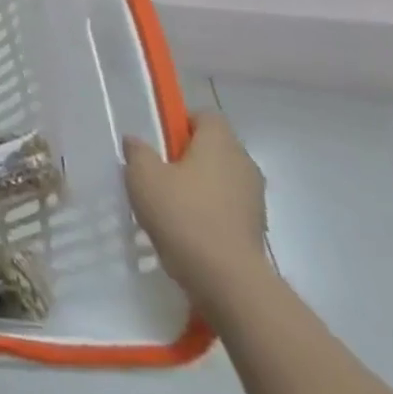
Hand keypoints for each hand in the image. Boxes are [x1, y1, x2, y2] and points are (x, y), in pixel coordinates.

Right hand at [123, 112, 270, 316]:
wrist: (226, 278)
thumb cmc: (181, 214)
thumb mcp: (142, 176)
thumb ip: (138, 151)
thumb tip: (137, 141)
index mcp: (220, 144)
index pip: (206, 115)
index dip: (181, 121)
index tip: (159, 140)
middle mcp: (244, 164)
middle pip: (214, 146)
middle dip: (187, 154)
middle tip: (157, 170)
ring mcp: (254, 197)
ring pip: (221, 177)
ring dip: (198, 183)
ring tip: (168, 201)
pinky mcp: (255, 226)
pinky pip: (227, 204)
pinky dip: (208, 208)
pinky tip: (185, 225)